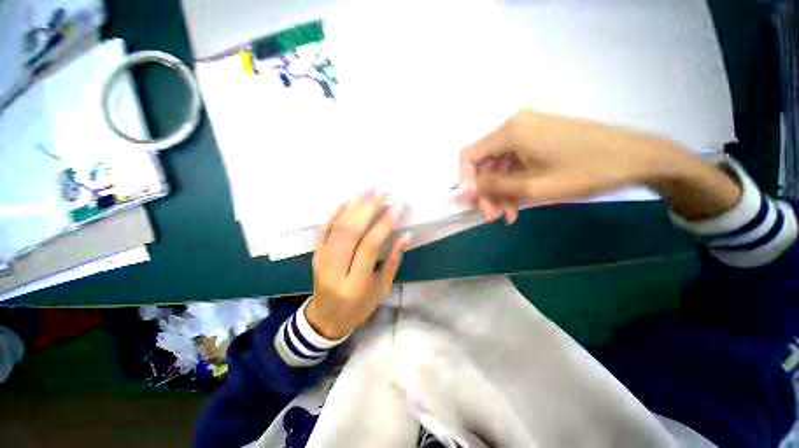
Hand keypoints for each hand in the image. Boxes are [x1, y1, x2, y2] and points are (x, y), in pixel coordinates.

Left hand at [306, 191, 411, 339]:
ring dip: (354, 204)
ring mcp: (320, 259)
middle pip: (351, 230)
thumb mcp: (381, 290)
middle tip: (384, 189)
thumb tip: (406, 235)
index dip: (384, 223)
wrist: (324, 318)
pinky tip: (347, 199)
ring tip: (369, 188)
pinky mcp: (315, 253)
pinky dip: (335, 211)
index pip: (369, 246)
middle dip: (369, 206)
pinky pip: (323, 228)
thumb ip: (392, 261)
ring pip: (336, 225)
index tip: (397, 205)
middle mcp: (334, 269)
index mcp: (354, 284)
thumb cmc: (358, 307)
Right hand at [459, 110, 740, 221]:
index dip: (465, 180)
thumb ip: (494, 186)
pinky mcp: (539, 138)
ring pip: (499, 166)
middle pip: (485, 163)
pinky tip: (519, 204)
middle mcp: (514, 126)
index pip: (469, 155)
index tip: (472, 203)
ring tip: (510, 215)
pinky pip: (515, 163)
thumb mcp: (535, 186)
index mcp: (510, 131)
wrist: (640, 157)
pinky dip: (513, 184)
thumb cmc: (588, 171)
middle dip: (487, 192)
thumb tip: (464, 190)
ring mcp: (528, 131)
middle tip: (495, 217)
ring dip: (501, 192)